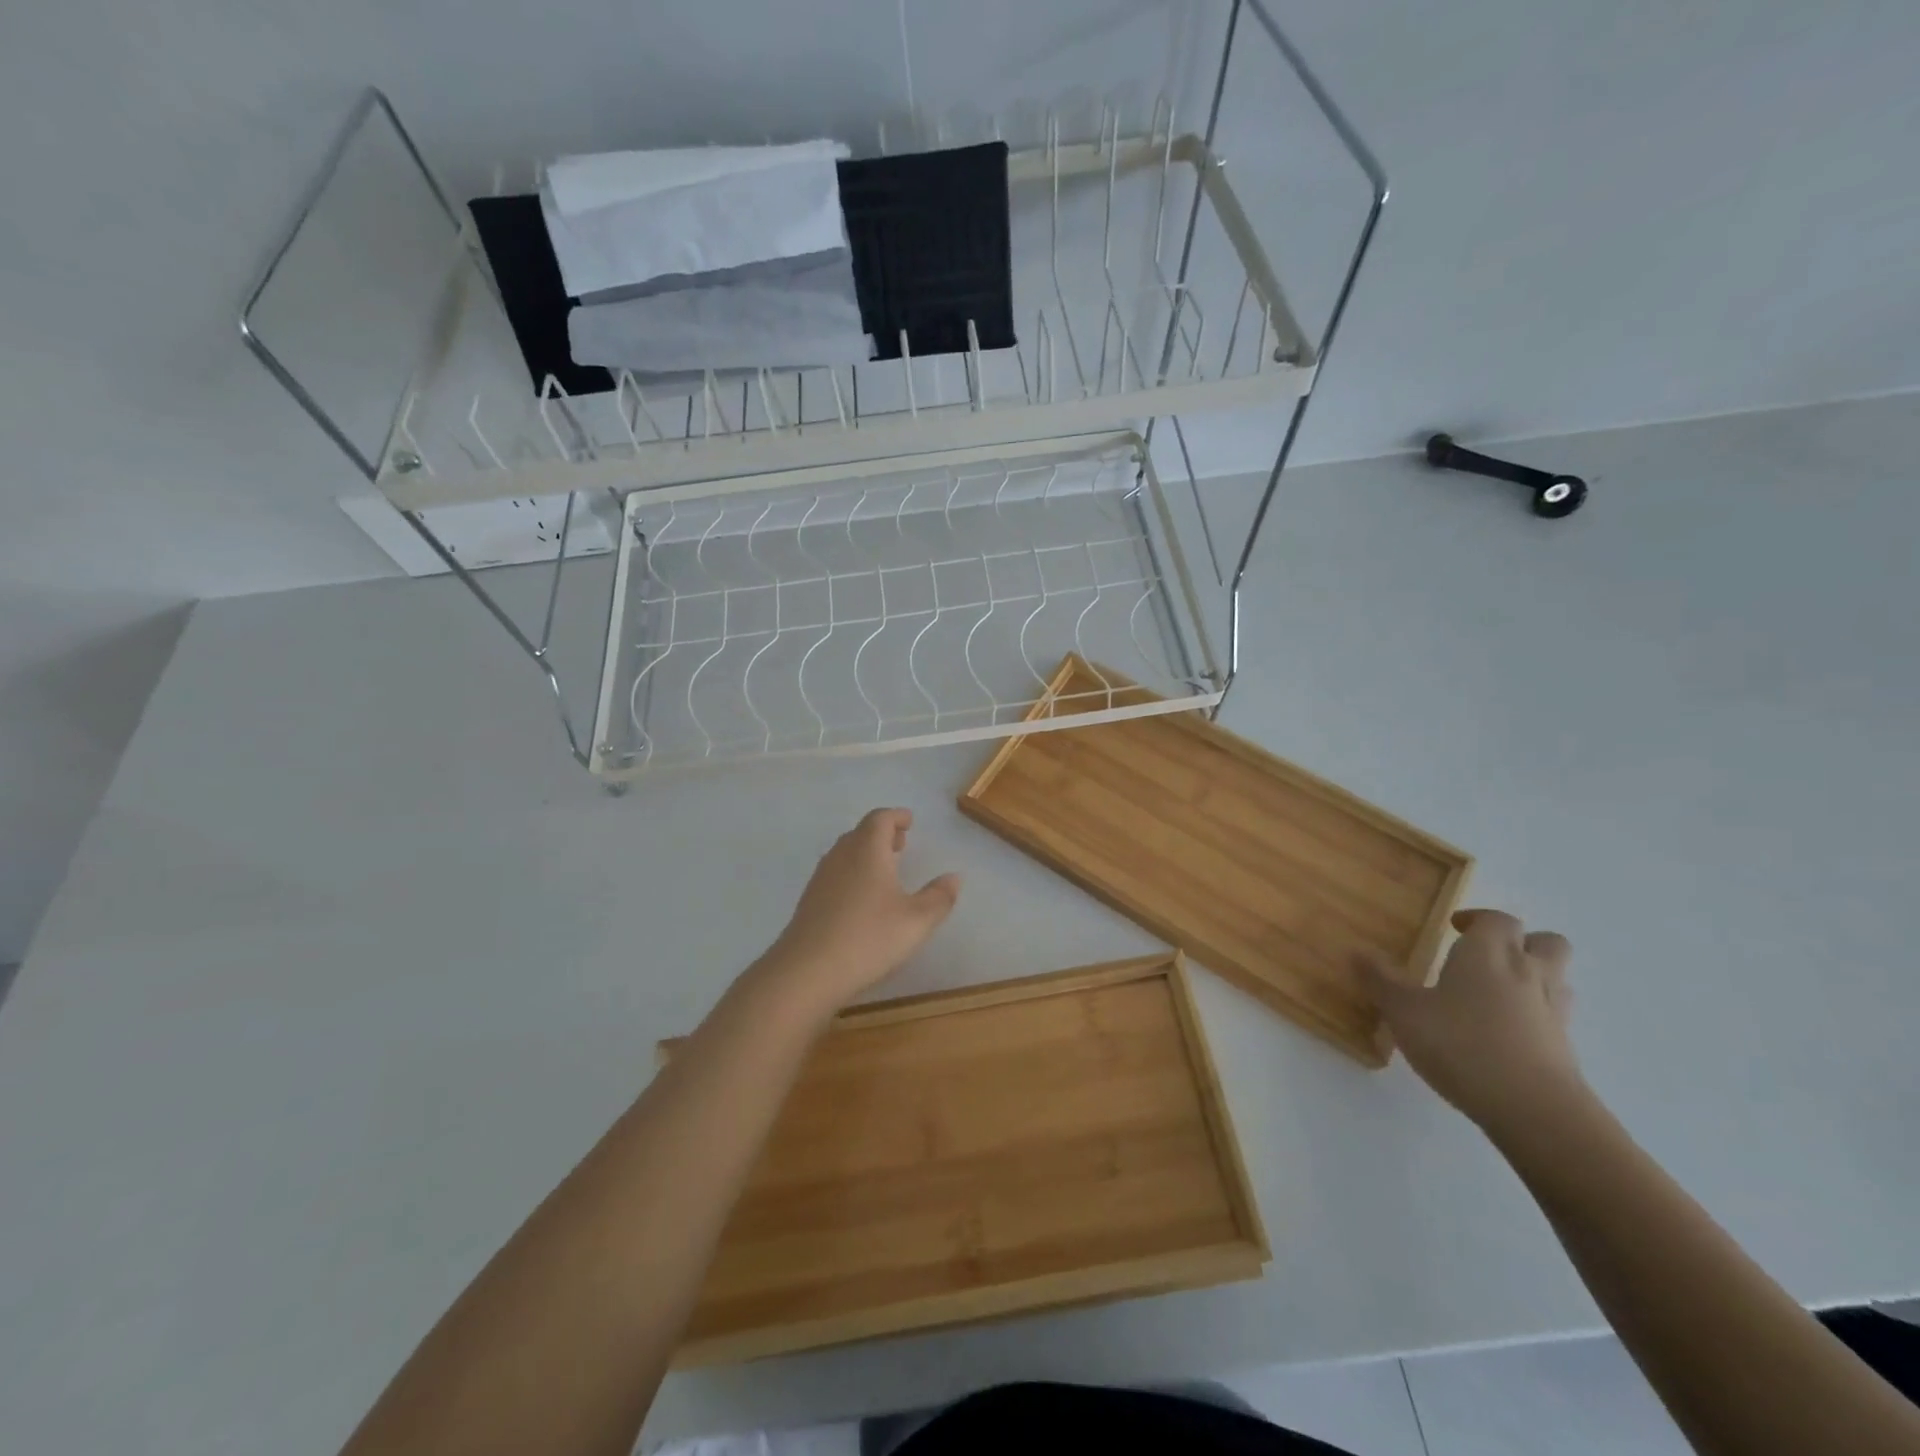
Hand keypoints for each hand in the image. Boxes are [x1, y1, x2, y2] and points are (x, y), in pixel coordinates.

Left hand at [757, 808, 960, 1015]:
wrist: (806, 972)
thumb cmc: (868, 938)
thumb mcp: (916, 921)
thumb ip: (939, 897)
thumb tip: (954, 877)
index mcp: (867, 850)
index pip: (880, 819)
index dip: (896, 817)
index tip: (909, 821)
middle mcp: (841, 856)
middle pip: (860, 833)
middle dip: (881, 834)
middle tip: (901, 843)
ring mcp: (821, 879)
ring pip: (845, 853)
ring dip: (865, 854)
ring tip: (885, 870)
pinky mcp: (809, 902)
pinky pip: (835, 874)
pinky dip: (852, 874)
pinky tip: (861, 899)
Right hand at [1357, 909, 1584, 1133]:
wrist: (1535, 1110)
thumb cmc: (1462, 1045)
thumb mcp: (1404, 1011)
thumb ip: (1380, 980)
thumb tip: (1355, 950)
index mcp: (1489, 954)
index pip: (1497, 919)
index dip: (1478, 919)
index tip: (1453, 928)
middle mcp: (1528, 972)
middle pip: (1545, 940)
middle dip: (1520, 941)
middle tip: (1485, 955)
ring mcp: (1553, 1011)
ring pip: (1557, 977)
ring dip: (1534, 975)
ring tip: (1497, 992)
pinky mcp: (1566, 1047)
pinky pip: (1555, 1015)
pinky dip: (1536, 1014)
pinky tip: (1507, 1032)